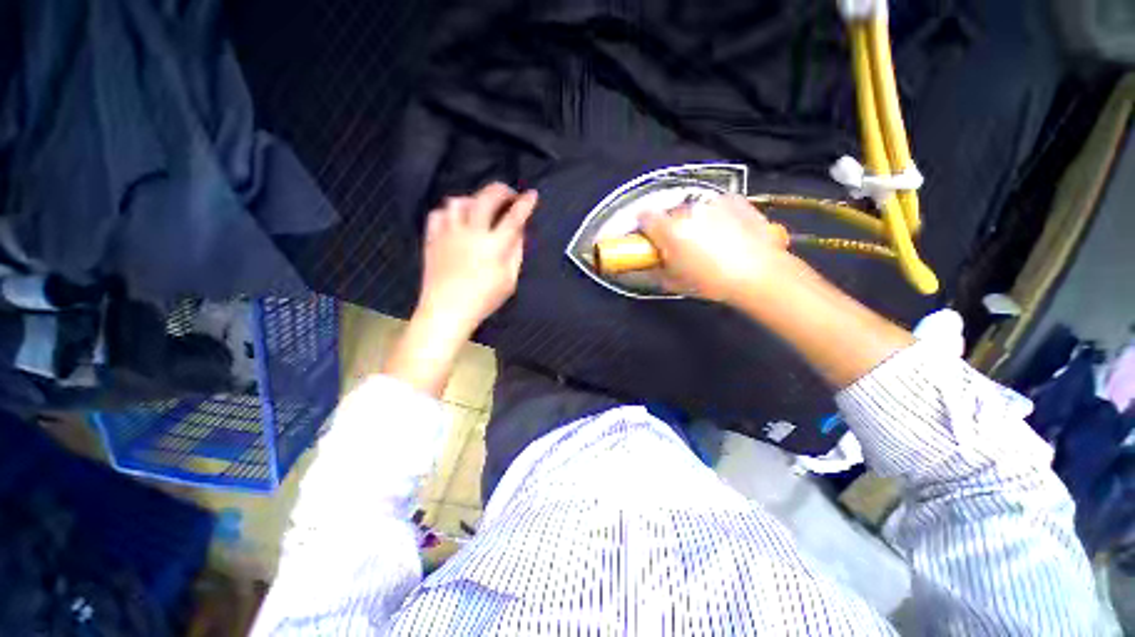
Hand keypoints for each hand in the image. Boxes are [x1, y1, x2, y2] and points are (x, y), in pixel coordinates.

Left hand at [416, 182, 537, 335]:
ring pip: (459, 201)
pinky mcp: (432, 238)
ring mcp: (449, 233)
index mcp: (494, 246)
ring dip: (474, 199)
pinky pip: (438, 214)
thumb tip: (518, 232)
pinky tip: (457, 220)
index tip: (532, 195)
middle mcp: (471, 233)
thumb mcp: (509, 280)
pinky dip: (450, 212)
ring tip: (481, 208)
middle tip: (509, 195)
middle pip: (486, 198)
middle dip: (501, 191)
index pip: (514, 218)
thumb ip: (515, 253)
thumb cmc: (483, 299)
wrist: (446, 310)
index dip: (525, 204)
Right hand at [638, 193, 791, 304]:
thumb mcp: (675, 282)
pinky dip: (716, 214)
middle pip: (670, 213)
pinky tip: (727, 231)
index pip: (644, 217)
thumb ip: (656, 270)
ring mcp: (713, 202)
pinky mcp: (735, 200)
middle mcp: (688, 210)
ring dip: (694, 220)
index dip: (645, 227)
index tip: (650, 238)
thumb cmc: (712, 282)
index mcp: (670, 230)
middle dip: (671, 227)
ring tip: (709, 240)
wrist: (760, 275)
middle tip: (682, 245)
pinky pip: (716, 204)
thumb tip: (649, 263)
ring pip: (694, 209)